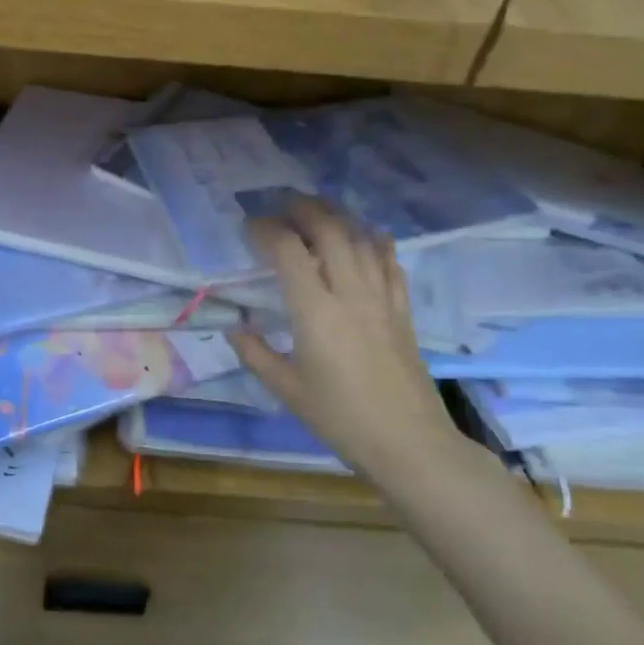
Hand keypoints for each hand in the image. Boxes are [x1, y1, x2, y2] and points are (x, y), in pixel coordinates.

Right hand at [229, 196, 464, 481]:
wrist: (408, 442)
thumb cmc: (340, 418)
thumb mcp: (286, 390)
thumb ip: (256, 354)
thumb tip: (235, 327)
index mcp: (315, 312)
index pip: (289, 251)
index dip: (267, 230)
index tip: (250, 226)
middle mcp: (350, 294)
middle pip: (330, 231)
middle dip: (305, 208)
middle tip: (283, 202)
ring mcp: (382, 299)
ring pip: (362, 240)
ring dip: (339, 217)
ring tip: (319, 210)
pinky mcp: (402, 310)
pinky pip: (390, 262)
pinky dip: (375, 242)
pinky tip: (366, 238)